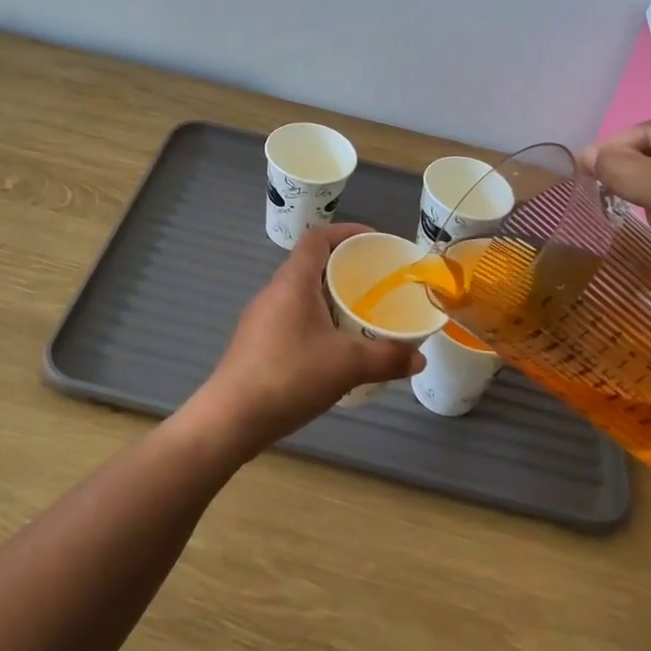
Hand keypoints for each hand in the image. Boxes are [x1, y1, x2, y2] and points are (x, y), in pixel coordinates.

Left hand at [185, 223, 425, 456]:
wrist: (230, 419)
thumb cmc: (290, 376)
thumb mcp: (348, 365)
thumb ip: (387, 358)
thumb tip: (420, 359)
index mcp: (293, 282)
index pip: (317, 238)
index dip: (346, 231)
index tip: (373, 242)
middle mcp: (273, 292)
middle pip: (310, 265)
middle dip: (344, 269)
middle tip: (375, 284)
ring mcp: (260, 319)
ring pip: (301, 295)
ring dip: (329, 299)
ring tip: (360, 316)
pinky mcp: (255, 344)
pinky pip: (292, 319)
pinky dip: (316, 322)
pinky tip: (333, 350)